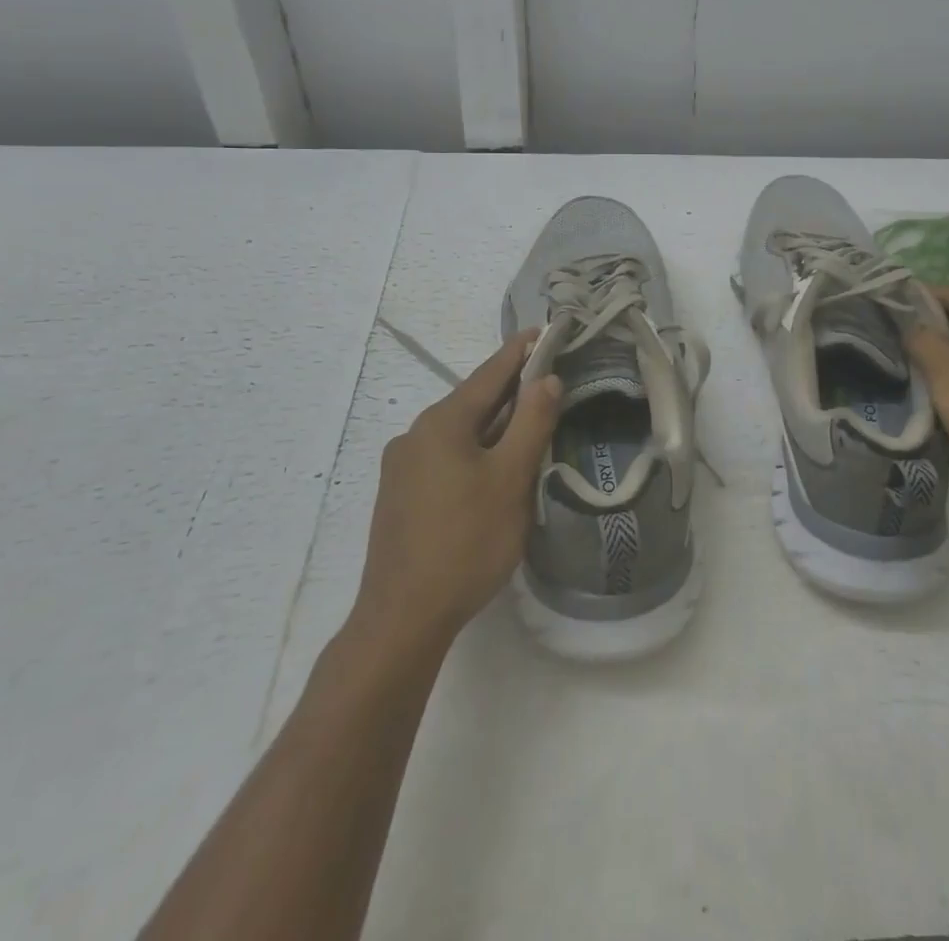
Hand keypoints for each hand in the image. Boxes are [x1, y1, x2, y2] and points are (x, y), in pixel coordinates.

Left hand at [350, 331, 562, 648]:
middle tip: (548, 382)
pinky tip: (492, 471)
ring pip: (459, 433)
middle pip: (473, 402)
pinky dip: (474, 451)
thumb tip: (545, 378)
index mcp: (442, 422)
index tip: (542, 331)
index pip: (489, 374)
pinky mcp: (400, 496)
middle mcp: (416, 434)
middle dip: (510, 392)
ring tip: (528, 427)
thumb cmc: (466, 542)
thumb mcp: (511, 479)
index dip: (519, 352)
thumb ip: (532, 423)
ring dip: (494, 426)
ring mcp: (402, 467)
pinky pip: (445, 457)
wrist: (403, 617)